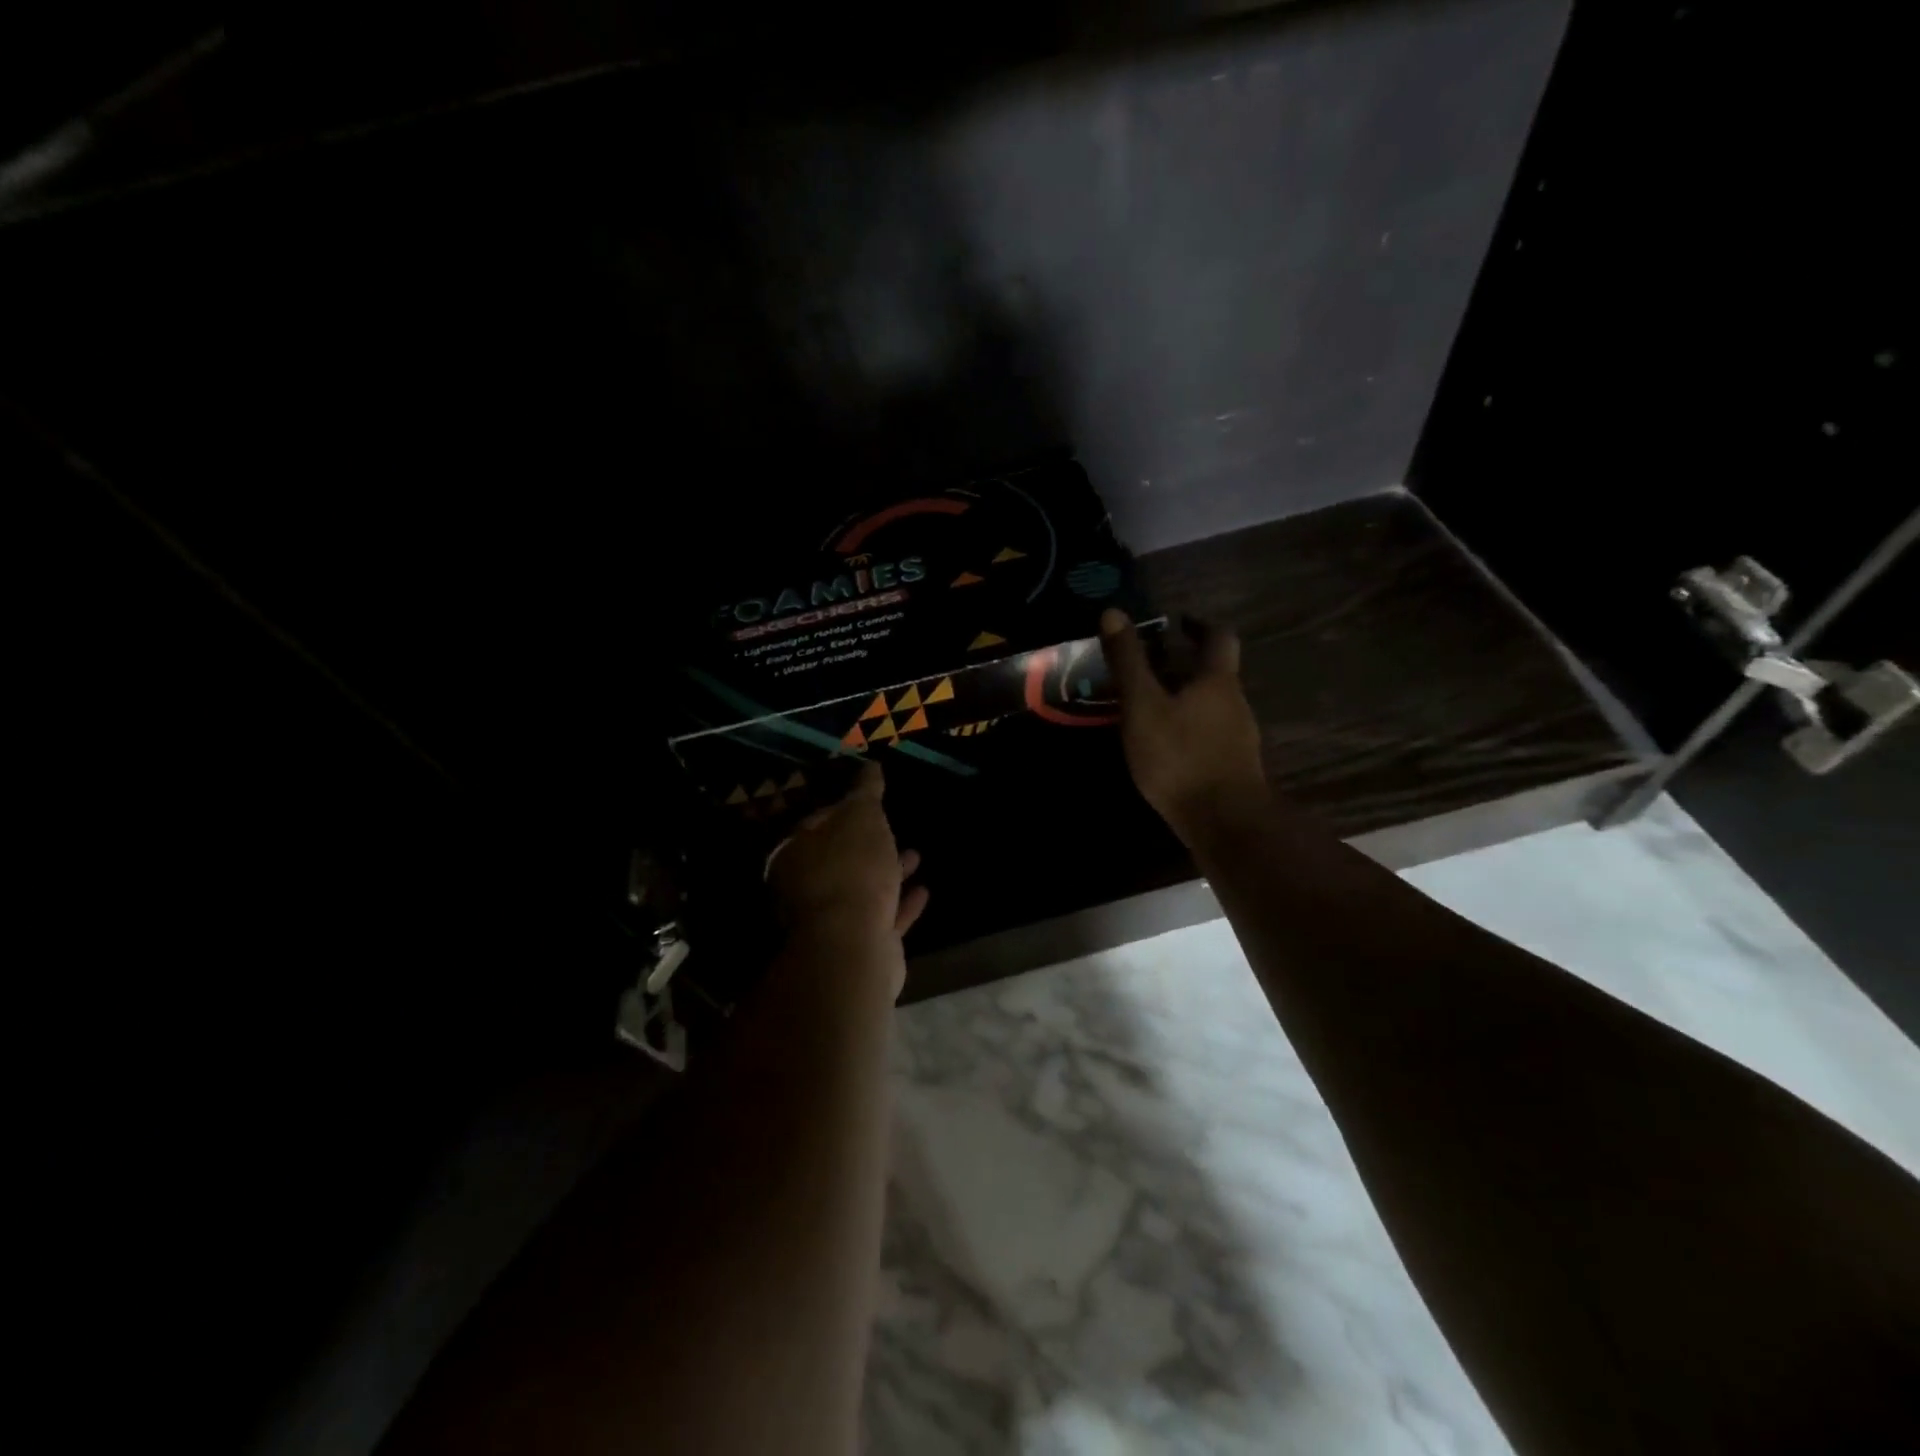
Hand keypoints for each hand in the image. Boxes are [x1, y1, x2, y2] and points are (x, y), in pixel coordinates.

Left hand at [766, 761, 929, 943]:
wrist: (854, 945)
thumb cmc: (852, 870)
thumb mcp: (861, 816)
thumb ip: (865, 791)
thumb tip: (870, 765)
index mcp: (795, 853)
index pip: (817, 822)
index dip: (842, 810)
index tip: (868, 802)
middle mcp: (806, 887)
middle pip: (840, 859)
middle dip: (868, 845)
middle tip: (893, 830)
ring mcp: (831, 920)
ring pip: (863, 889)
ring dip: (888, 873)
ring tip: (916, 856)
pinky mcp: (858, 945)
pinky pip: (883, 917)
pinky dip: (902, 904)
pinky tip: (924, 891)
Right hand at [1099, 608, 1266, 845]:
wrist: (1224, 821)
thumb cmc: (1180, 756)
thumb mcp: (1143, 705)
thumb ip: (1128, 661)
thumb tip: (1113, 612)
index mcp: (1217, 681)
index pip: (1218, 637)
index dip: (1199, 625)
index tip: (1177, 623)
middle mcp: (1234, 703)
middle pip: (1214, 672)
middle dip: (1184, 665)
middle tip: (1148, 667)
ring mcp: (1238, 737)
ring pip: (1211, 705)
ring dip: (1184, 697)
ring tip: (1148, 706)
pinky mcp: (1232, 766)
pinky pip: (1209, 733)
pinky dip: (1187, 727)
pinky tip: (1164, 744)